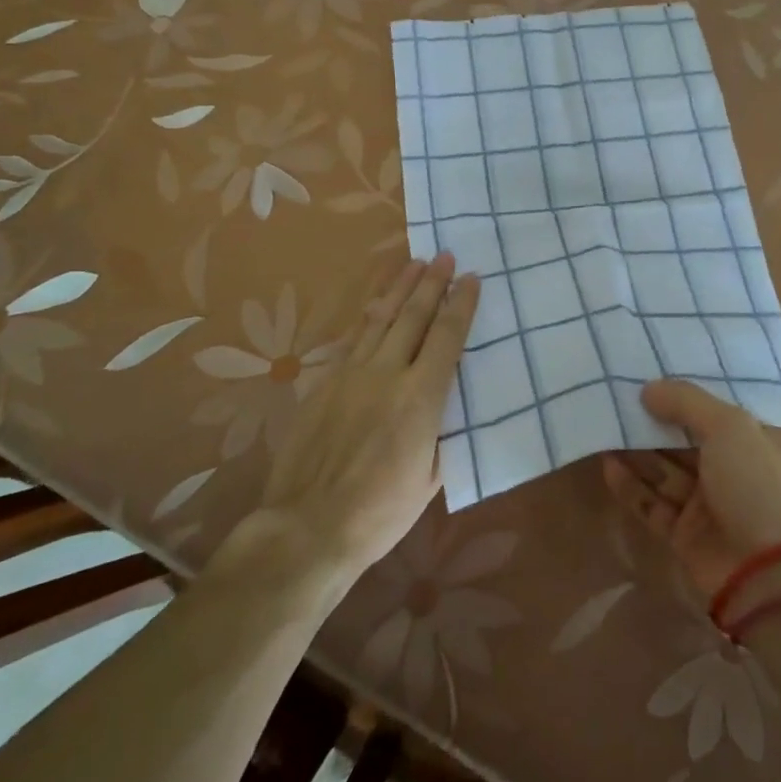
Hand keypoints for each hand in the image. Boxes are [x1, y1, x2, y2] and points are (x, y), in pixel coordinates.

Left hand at [241, 254, 478, 578]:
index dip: (461, 303)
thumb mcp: (432, 476)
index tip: (471, 278)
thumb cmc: (381, 512)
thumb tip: (445, 405)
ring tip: (414, 263)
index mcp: (422, 397)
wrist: (308, 526)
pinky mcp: (325, 383)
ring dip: (399, 288)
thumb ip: (442, 432)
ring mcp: (352, 374)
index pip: (448, 336)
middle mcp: (388, 373)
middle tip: (444, 256)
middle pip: (414, 315)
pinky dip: (368, 315)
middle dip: (432, 283)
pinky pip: (352, 338)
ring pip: (381, 318)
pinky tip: (375, 303)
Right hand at [602, 379, 780, 603]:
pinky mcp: (686, 536)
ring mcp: (710, 506)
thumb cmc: (758, 485)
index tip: (650, 377)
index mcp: (758, 443)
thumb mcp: (729, 427)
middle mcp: (735, 472)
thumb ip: (687, 402)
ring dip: (638, 451)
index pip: (717, 413)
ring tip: (605, 426)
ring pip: (666, 472)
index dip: (686, 396)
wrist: (769, 575)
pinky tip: (608, 465)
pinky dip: (632, 486)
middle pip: (686, 441)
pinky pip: (654, 504)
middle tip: (617, 399)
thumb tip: (649, 389)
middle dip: (655, 422)